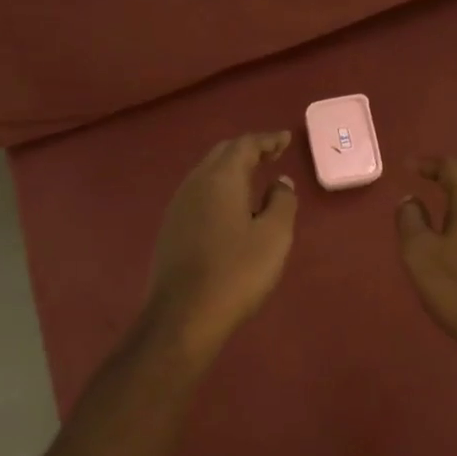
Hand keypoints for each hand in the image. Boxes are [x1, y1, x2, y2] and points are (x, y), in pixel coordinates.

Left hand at [145, 131, 298, 363]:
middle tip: (272, 154)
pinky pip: (200, 194)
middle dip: (248, 151)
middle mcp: (194, 184)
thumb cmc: (236, 272)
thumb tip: (280, 182)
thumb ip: (281, 202)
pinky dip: (220, 189)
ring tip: (255, 178)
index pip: (245, 145)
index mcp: (220, 178)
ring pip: (208, 174)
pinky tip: (231, 207)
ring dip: (232, 170)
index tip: (285, 139)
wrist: (184, 315)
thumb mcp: (274, 236)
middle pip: (222, 155)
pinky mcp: (171, 229)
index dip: (267, 140)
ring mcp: (178, 206)